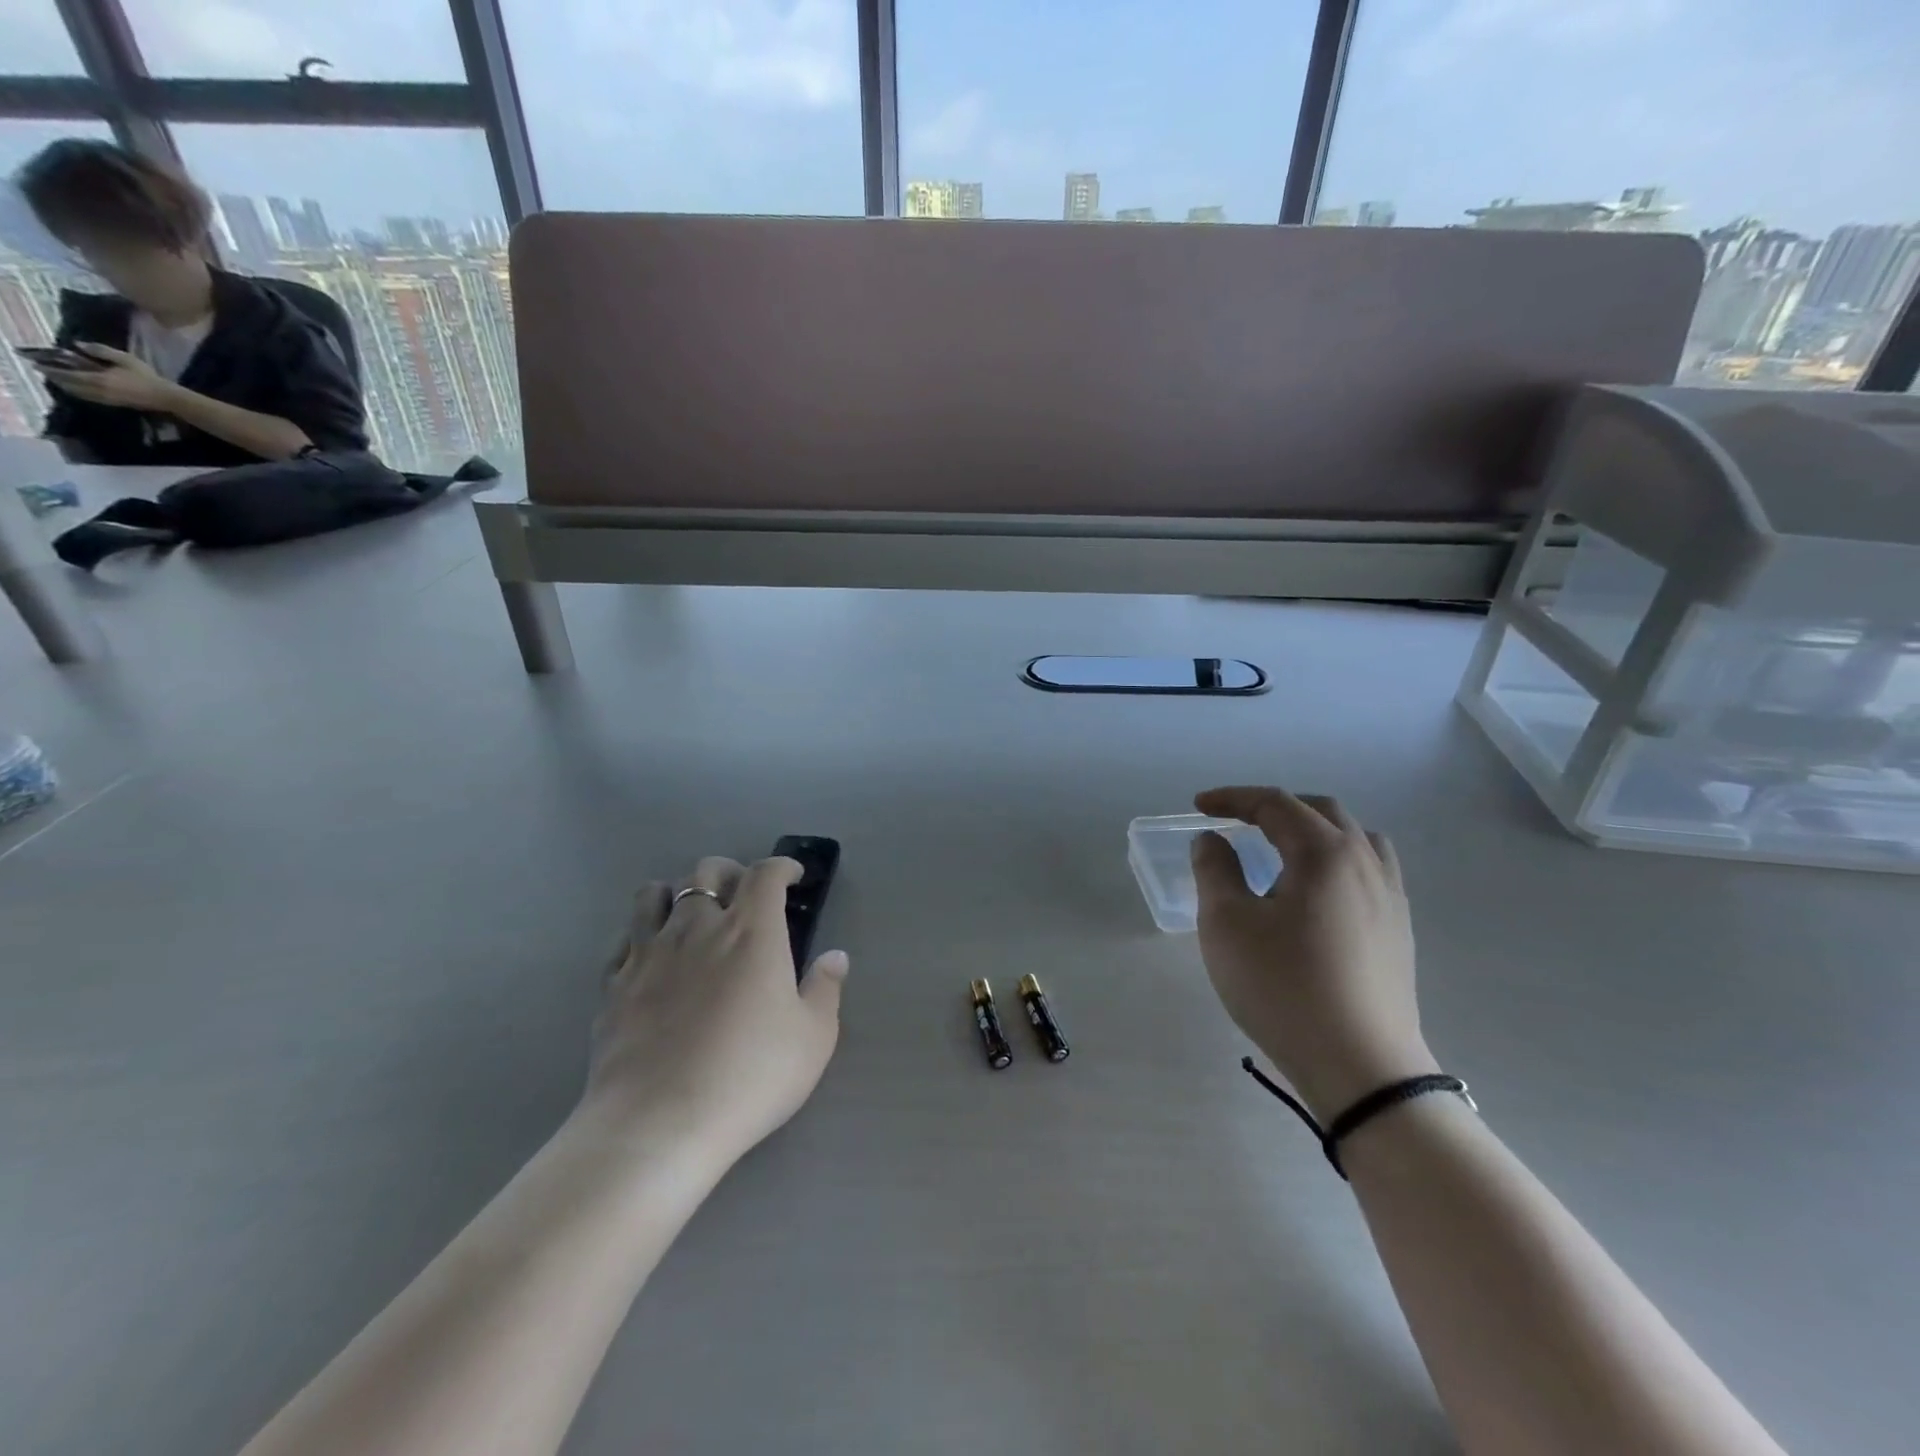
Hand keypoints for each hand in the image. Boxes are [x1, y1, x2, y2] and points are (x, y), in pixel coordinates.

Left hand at [39, 343, 178, 411]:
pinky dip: (78, 392)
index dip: (50, 369)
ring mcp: (106, 399)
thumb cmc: (146, 377)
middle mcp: (97, 390)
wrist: (166, 398)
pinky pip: (88, 398)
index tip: (37, 364)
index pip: (66, 374)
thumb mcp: (125, 359)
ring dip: (66, 387)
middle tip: (45, 372)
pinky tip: (77, 389)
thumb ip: (100, 351)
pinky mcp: (113, 403)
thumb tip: (78, 345)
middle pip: (69, 386)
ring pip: (78, 393)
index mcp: (98, 379)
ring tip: (58, 380)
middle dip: (55, 379)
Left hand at [585, 856, 849, 1164]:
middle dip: (730, 872)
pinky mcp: (613, 984)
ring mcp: (648, 952)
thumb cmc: (749, 1076)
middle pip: (707, 870)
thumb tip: (835, 956)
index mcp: (751, 932)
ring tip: (690, 913)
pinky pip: (624, 938)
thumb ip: (825, 989)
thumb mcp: (813, 1038)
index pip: (765, 874)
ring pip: (654, 893)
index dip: (781, 866)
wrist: (657, 1125)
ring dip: (677, 891)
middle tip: (743, 895)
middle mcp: (698, 927)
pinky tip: (651, 954)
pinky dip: (641, 933)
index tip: (791, 876)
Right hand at [1192, 787, 1435, 1122]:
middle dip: (1273, 809)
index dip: (1232, 798)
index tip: (1198, 807)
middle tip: (1236, 823)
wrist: (1361, 1067)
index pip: (1275, 804)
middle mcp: (1365, 862)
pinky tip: (1317, 892)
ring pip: (1353, 838)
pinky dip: (1336, 860)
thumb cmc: (1283, 987)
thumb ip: (1214, 870)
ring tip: (1281, 850)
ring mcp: (1390, 896)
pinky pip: (1369, 870)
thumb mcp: (1227, 924)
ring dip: (1312, 830)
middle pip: (1320, 812)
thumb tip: (1213, 841)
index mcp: (1325, 852)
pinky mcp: (1399, 930)